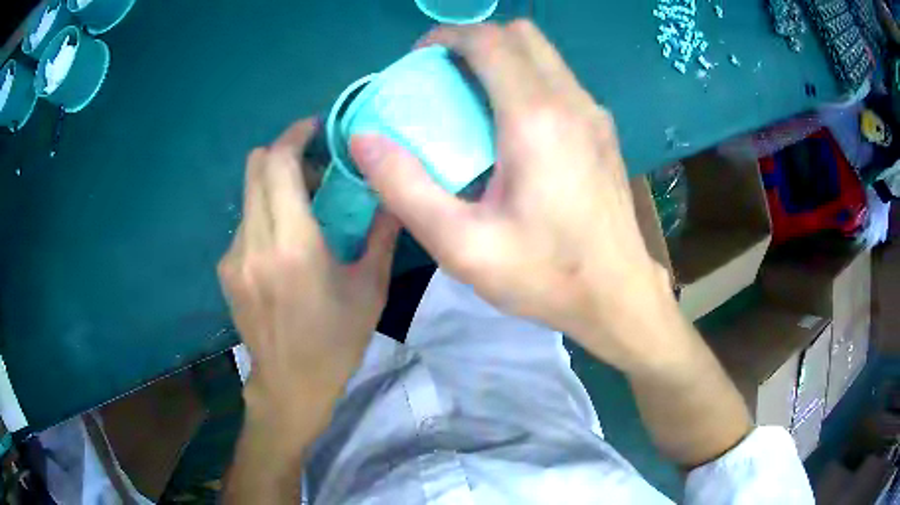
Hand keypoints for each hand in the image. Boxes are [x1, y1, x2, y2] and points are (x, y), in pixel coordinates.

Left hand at [218, 119, 398, 441]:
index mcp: (292, 246)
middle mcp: (254, 242)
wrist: (290, 384)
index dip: (294, 134)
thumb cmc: (336, 341)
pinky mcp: (226, 268)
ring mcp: (233, 256)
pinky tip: (284, 242)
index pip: (278, 164)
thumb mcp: (369, 288)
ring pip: (248, 192)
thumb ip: (381, 233)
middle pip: (255, 166)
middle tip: (314, 168)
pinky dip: (265, 212)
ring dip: (274, 184)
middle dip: (283, 152)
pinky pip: (245, 220)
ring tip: (303, 208)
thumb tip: (393, 192)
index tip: (315, 127)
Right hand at [350, 21, 672, 372]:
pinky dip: (526, 80)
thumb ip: (406, 188)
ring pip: (543, 55)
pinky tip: (509, 126)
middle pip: (520, 35)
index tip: (419, 60)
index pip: (490, 41)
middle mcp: (571, 101)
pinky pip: (558, 81)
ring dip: (501, 59)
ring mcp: (594, 114)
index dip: (447, 36)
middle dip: (474, 41)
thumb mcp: (462, 245)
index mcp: (536, 119)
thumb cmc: (545, 275)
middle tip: (443, 77)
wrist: (618, 295)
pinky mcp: (603, 131)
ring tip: (470, 99)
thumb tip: (365, 139)